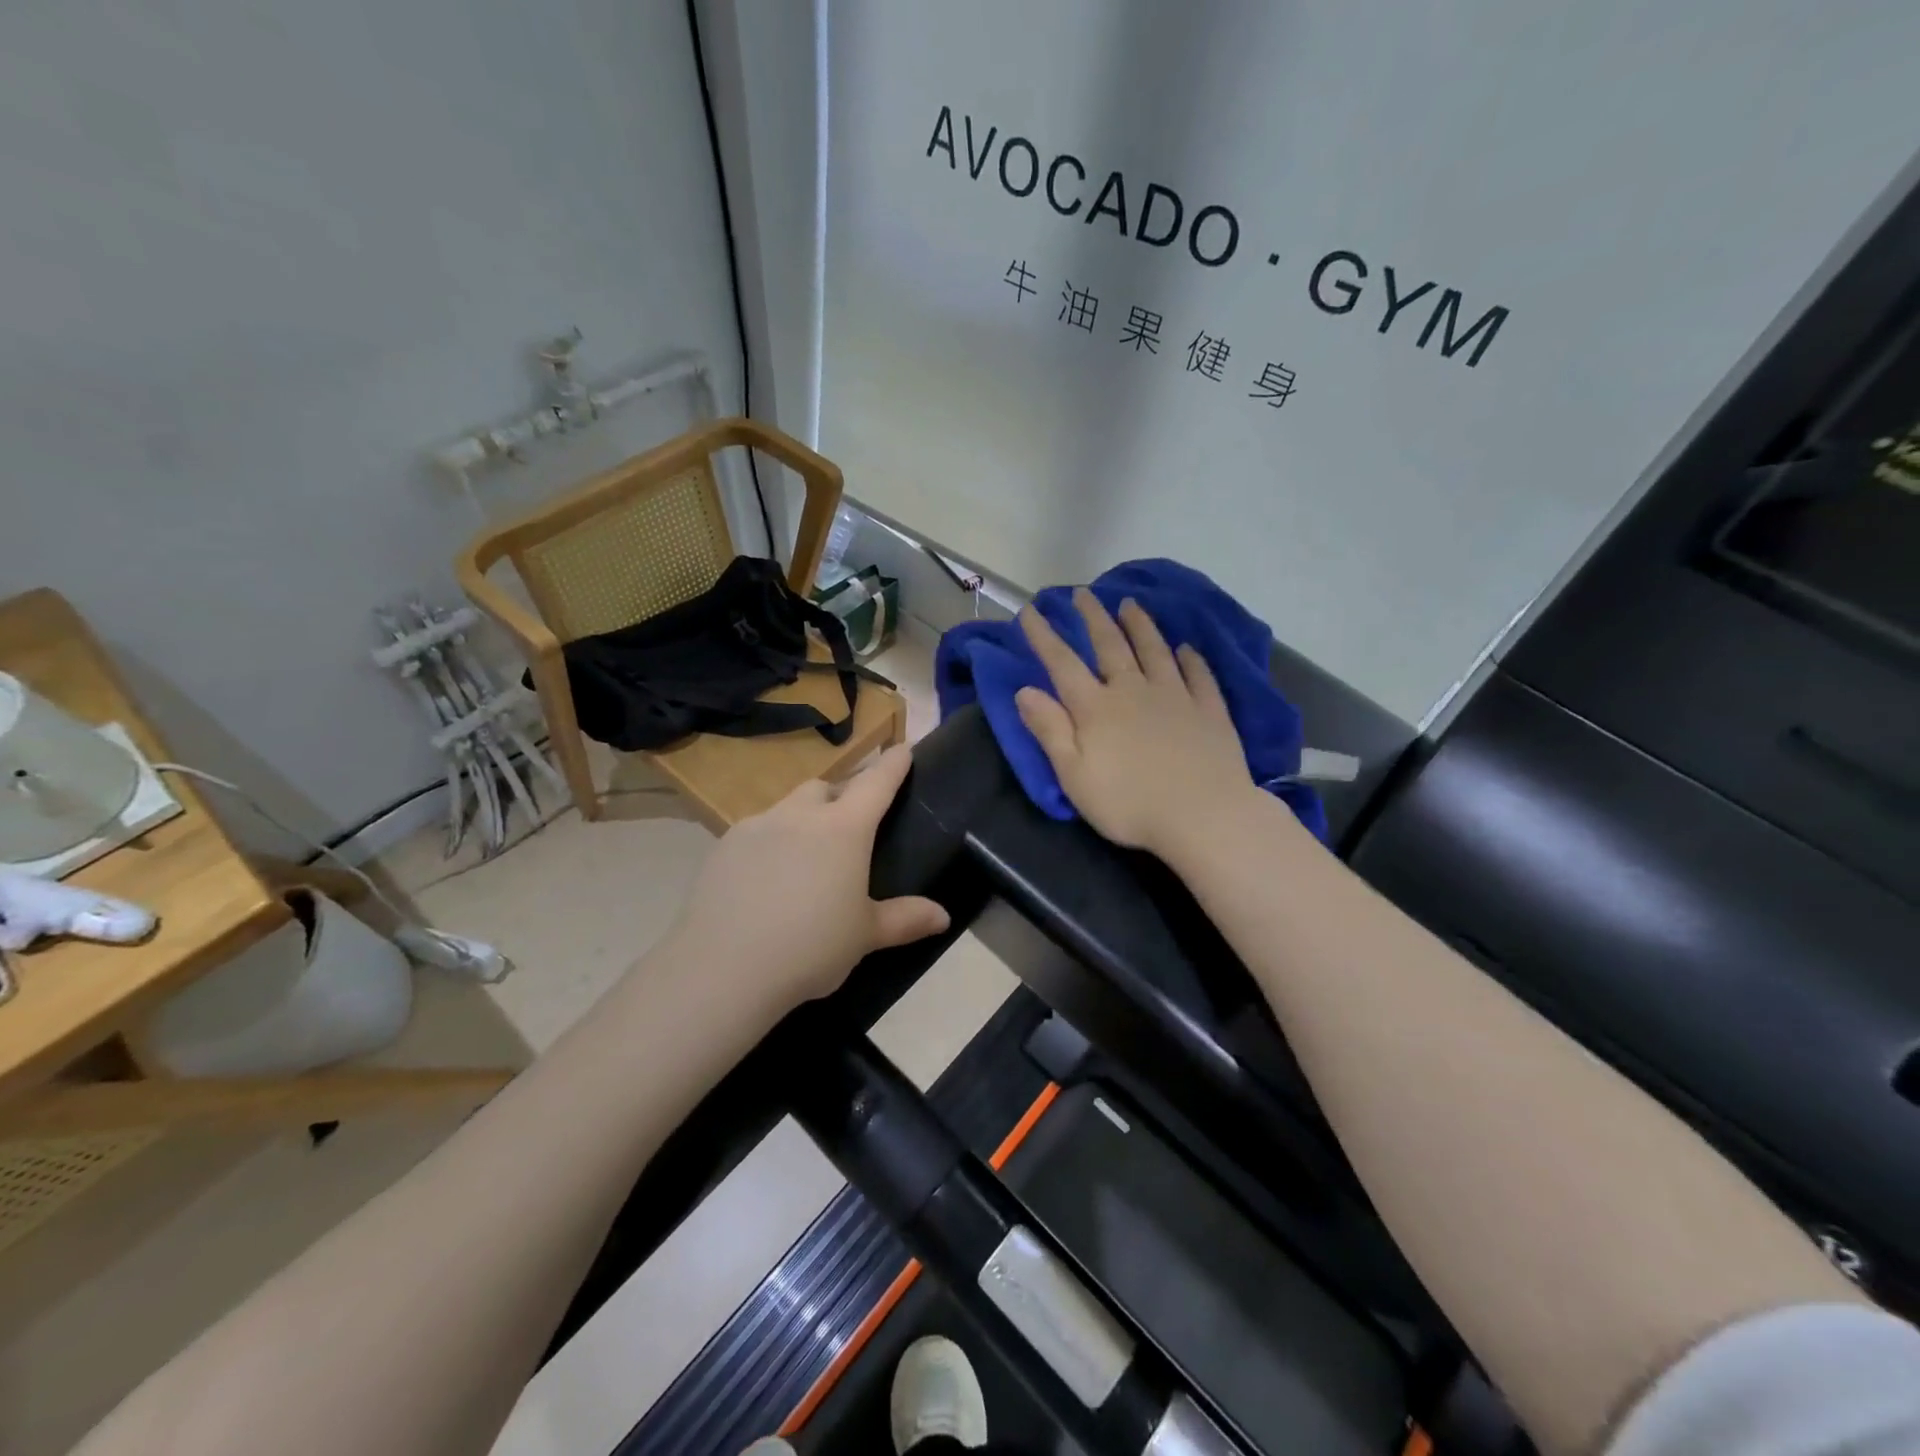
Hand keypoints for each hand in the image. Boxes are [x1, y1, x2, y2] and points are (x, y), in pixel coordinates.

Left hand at [667, 744, 950, 1010]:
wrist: (724, 969)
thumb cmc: (810, 947)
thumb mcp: (865, 936)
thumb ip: (905, 919)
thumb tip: (943, 916)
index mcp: (843, 830)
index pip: (876, 783)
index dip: (892, 764)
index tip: (903, 748)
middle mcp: (799, 816)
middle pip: (826, 788)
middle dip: (841, 795)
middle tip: (849, 826)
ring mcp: (756, 827)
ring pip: (787, 808)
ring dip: (803, 820)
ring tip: (805, 859)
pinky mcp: (723, 847)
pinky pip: (756, 832)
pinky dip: (770, 843)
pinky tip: (766, 879)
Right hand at [1016, 589, 1254, 857]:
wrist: (1203, 815)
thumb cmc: (1129, 804)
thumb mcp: (1074, 775)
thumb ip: (1050, 730)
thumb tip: (1025, 690)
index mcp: (1096, 708)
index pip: (1063, 663)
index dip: (1044, 636)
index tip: (1030, 610)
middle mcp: (1134, 690)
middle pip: (1111, 645)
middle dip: (1093, 618)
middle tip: (1083, 593)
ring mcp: (1176, 696)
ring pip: (1154, 650)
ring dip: (1140, 625)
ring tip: (1130, 604)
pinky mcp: (1209, 710)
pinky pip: (1198, 675)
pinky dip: (1190, 658)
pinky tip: (1186, 648)